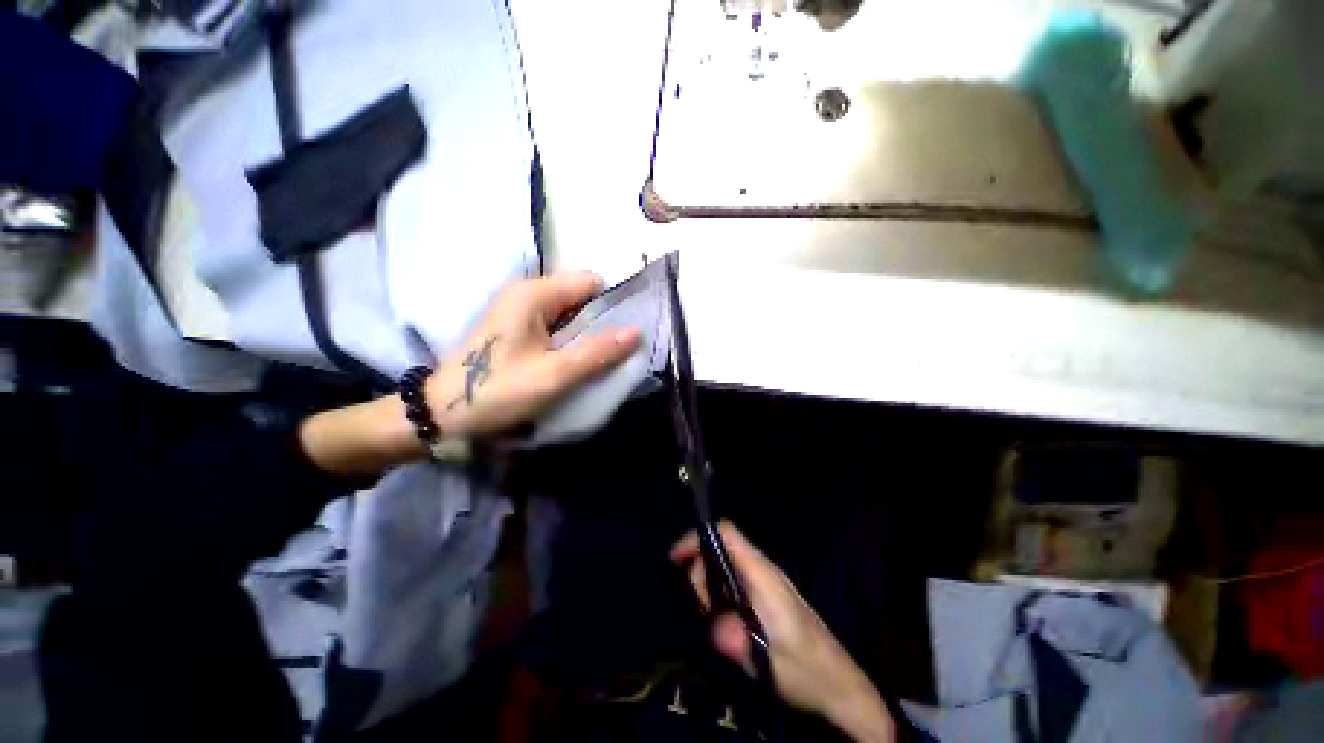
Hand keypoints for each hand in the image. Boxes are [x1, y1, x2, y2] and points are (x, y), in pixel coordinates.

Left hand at [299, 272, 637, 476]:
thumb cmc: (495, 391)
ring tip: (599, 361)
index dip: (613, 304)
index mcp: (534, 294)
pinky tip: (577, 363)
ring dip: (589, 335)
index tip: (625, 334)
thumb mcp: (553, 375)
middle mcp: (528, 294)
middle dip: (603, 323)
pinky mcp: (519, 330)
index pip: (591, 282)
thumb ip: (597, 352)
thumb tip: (637, 332)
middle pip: (583, 297)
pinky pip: (559, 328)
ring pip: (573, 315)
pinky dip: (573, 342)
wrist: (441, 414)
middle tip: (615, 354)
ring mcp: (522, 312)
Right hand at [670, 522, 895, 742]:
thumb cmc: (805, 668)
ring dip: (710, 584)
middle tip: (700, 607)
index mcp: (762, 574)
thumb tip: (712, 626)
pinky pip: (735, 579)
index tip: (675, 558)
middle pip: (721, 548)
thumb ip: (734, 639)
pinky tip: (725, 620)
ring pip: (726, 564)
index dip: (698, 537)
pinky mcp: (767, 594)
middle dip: (701, 570)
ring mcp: (766, 581)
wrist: (839, 683)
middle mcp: (763, 569)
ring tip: (711, 618)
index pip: (726, 534)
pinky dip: (721, 592)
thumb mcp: (765, 660)